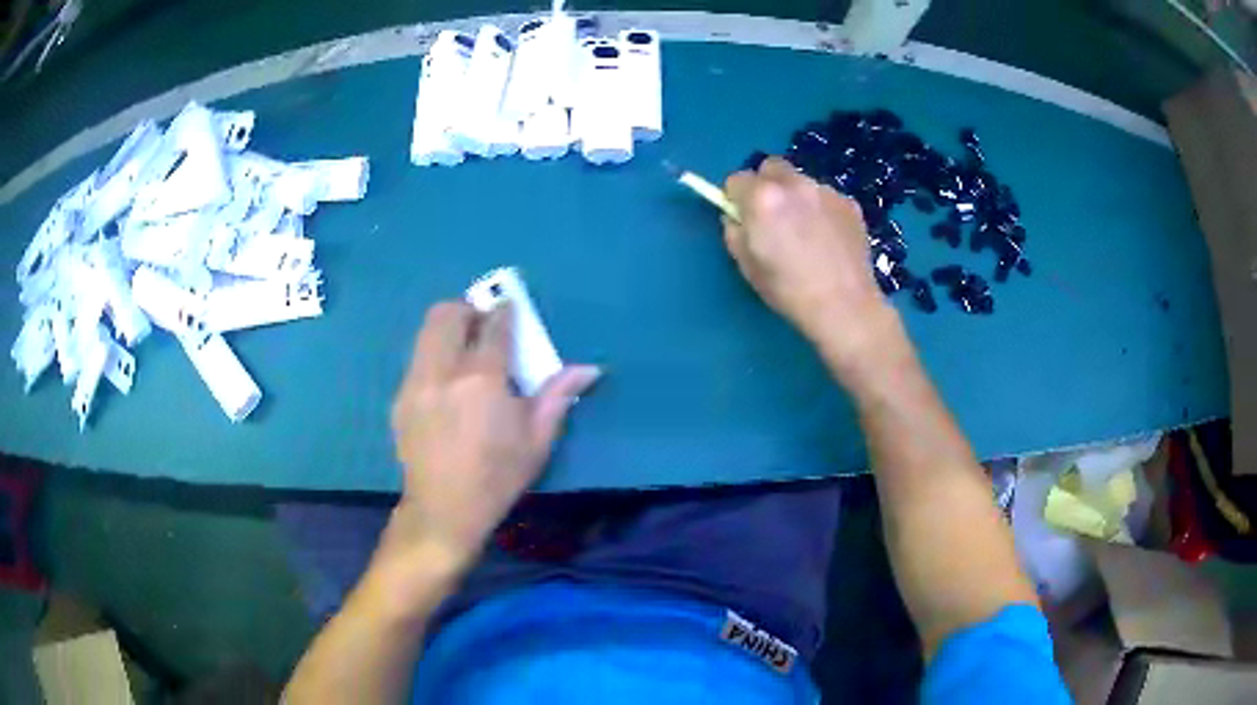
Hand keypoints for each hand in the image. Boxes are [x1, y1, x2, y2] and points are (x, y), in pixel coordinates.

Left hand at [384, 301, 600, 573]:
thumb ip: (558, 396)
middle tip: (484, 325)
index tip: (511, 307)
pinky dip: (434, 354)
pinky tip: (447, 383)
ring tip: (465, 350)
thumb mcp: (537, 440)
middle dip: (469, 309)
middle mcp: (442, 372)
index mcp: (481, 380)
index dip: (505, 312)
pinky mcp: (400, 398)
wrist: (443, 510)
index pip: (493, 327)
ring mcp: (415, 383)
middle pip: (447, 314)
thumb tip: (589, 368)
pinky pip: (417, 359)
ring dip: (448, 328)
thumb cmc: (497, 477)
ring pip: (426, 332)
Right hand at [723, 157, 899, 373]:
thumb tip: (736, 218)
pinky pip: (825, 197)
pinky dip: (821, 209)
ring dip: (796, 196)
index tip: (742, 216)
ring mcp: (826, 191)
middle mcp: (794, 184)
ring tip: (805, 230)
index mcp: (762, 198)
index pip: (736, 178)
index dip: (735, 197)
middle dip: (765, 184)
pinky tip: (828, 237)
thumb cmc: (789, 291)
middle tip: (771, 214)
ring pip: (801, 181)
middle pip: (771, 167)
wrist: (844, 306)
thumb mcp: (747, 266)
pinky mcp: (849, 203)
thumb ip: (735, 233)